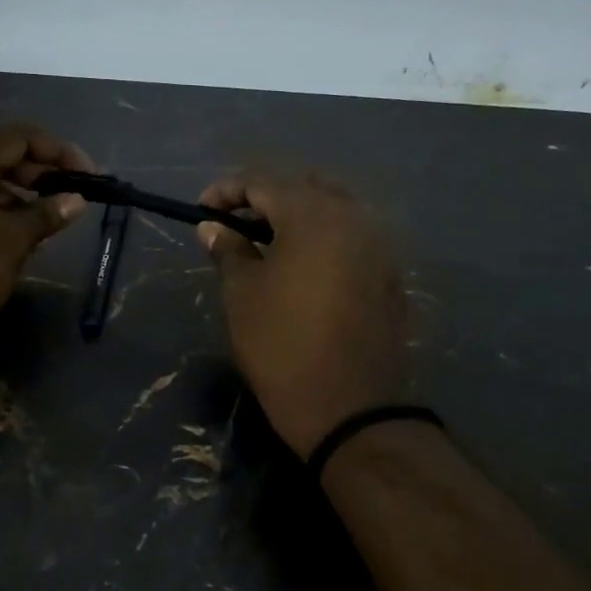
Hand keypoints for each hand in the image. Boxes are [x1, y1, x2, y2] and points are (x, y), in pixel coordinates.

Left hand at [0, 123, 95, 356]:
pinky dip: (3, 210)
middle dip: (42, 172)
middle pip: (2, 155)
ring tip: (52, 218)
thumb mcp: (13, 240)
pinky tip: (24, 232)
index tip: (89, 175)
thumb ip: (47, 213)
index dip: (59, 151)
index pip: (18, 137)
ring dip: (24, 194)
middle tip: (73, 196)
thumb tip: (77, 200)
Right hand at [197, 171, 411, 457]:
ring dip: (296, 216)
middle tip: (234, 223)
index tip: (201, 210)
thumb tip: (213, 227)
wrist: (349, 408)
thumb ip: (229, 249)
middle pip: (303, 188)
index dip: (227, 190)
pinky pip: (351, 237)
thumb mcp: (243, 294)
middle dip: (264, 198)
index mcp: (312, 215)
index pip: (263, 182)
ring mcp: (378, 246)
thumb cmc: (282, 345)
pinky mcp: (389, 274)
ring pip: (332, 210)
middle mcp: (352, 218)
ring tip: (265, 242)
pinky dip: (322, 238)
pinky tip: (301, 265)